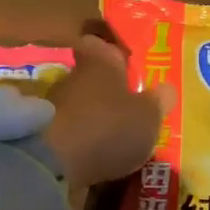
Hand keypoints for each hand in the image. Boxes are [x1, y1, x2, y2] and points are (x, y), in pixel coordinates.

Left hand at [41, 30, 171, 189]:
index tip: (126, 63)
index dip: (112, 51)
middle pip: (91, 78)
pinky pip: (70, 135)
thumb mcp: (148, 116)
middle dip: (108, 92)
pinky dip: (82, 144)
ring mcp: (54, 108)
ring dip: (94, 119)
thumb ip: (158, 102)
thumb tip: (166, 88)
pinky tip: (98, 159)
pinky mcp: (42, 138)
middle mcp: (73, 78)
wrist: (52, 165)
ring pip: (80, 107)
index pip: (100, 44)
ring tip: (117, 139)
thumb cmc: (108, 127)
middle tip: (131, 108)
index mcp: (100, 62)